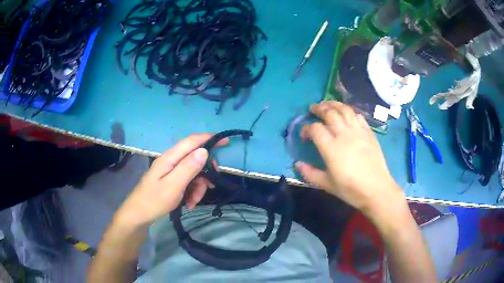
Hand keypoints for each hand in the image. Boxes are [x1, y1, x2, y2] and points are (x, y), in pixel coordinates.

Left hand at [115, 134, 227, 226]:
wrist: (138, 216)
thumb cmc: (154, 201)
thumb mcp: (173, 186)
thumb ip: (188, 168)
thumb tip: (204, 150)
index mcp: (170, 158)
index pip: (192, 141)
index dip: (209, 139)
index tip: (226, 142)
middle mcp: (171, 161)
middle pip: (195, 159)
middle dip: (205, 173)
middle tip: (210, 186)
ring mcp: (170, 171)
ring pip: (193, 173)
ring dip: (198, 187)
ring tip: (193, 202)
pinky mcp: (171, 180)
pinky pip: (187, 181)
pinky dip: (192, 192)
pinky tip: (189, 204)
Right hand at [295, 101, 403, 216]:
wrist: (376, 189)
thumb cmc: (351, 189)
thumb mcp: (327, 185)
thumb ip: (310, 173)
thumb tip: (297, 164)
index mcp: (331, 148)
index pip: (315, 129)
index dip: (306, 128)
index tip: (304, 134)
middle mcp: (344, 134)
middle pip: (329, 113)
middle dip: (319, 109)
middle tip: (313, 108)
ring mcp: (358, 132)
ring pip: (345, 110)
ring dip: (334, 104)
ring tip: (327, 103)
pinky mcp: (369, 133)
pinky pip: (358, 116)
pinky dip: (350, 112)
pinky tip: (347, 114)